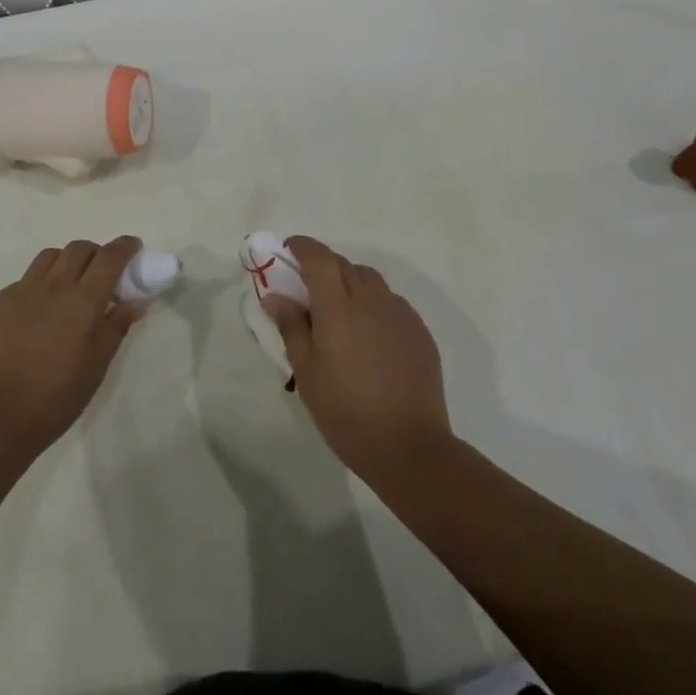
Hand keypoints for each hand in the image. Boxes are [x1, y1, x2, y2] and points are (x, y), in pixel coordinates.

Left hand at [0, 237, 144, 455]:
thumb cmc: (57, 396)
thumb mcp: (97, 365)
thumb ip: (115, 327)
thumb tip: (132, 302)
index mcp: (82, 300)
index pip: (109, 257)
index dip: (125, 246)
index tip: (133, 246)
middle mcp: (53, 285)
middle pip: (79, 248)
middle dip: (96, 252)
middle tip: (102, 273)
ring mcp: (22, 290)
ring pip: (49, 257)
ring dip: (66, 262)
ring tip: (69, 285)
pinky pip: (25, 279)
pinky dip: (40, 283)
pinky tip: (39, 310)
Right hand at [263, 236, 451, 486]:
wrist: (410, 447)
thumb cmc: (347, 412)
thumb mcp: (307, 373)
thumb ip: (291, 327)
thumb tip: (275, 295)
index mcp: (338, 308)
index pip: (318, 258)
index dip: (302, 246)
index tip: (289, 250)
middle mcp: (371, 300)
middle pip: (344, 265)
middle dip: (324, 266)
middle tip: (309, 289)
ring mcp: (400, 314)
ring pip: (370, 280)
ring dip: (351, 282)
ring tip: (341, 312)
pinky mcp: (419, 331)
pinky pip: (392, 302)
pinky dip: (374, 304)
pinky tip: (370, 335)